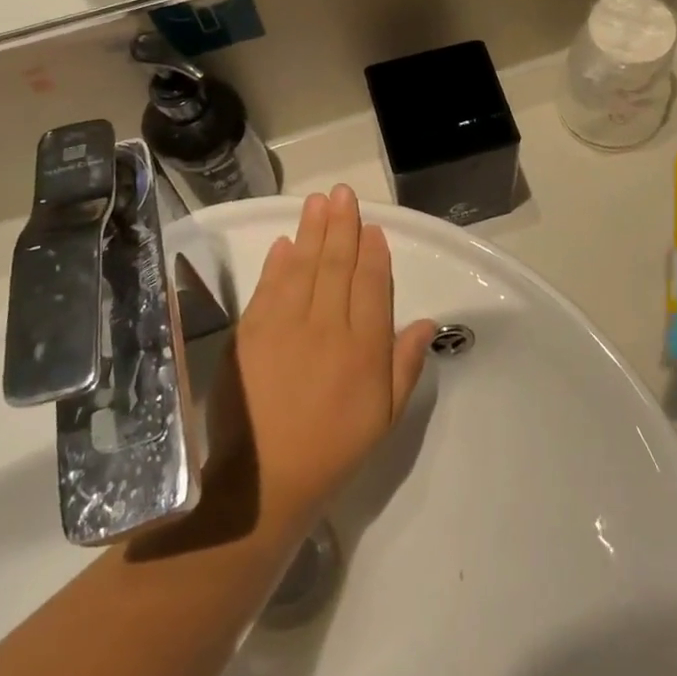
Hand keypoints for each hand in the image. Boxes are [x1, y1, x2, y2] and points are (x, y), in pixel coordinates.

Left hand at [211, 187, 438, 542]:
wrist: (263, 482)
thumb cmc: (333, 451)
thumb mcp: (385, 418)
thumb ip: (405, 366)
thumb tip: (426, 321)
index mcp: (363, 349)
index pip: (372, 286)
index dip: (373, 253)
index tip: (373, 228)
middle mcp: (326, 328)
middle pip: (337, 266)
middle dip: (342, 226)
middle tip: (343, 193)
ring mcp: (284, 328)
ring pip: (303, 267)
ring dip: (311, 231)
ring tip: (318, 202)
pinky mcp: (250, 334)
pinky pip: (269, 287)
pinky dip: (277, 262)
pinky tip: (284, 243)